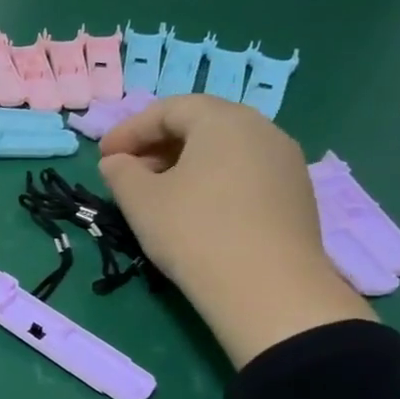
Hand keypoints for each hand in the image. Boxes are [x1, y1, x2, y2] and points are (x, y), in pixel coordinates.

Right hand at [97, 96, 374, 366]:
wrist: (267, 289)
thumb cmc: (194, 232)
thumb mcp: (140, 201)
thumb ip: (120, 172)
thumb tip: (116, 162)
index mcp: (224, 121)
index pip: (169, 109)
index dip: (130, 130)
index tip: (103, 156)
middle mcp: (262, 130)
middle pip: (202, 124)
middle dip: (159, 144)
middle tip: (129, 172)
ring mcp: (286, 162)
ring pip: (226, 150)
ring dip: (186, 163)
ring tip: (158, 193)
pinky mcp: (296, 195)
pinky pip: (245, 173)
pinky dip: (213, 181)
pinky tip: (196, 211)